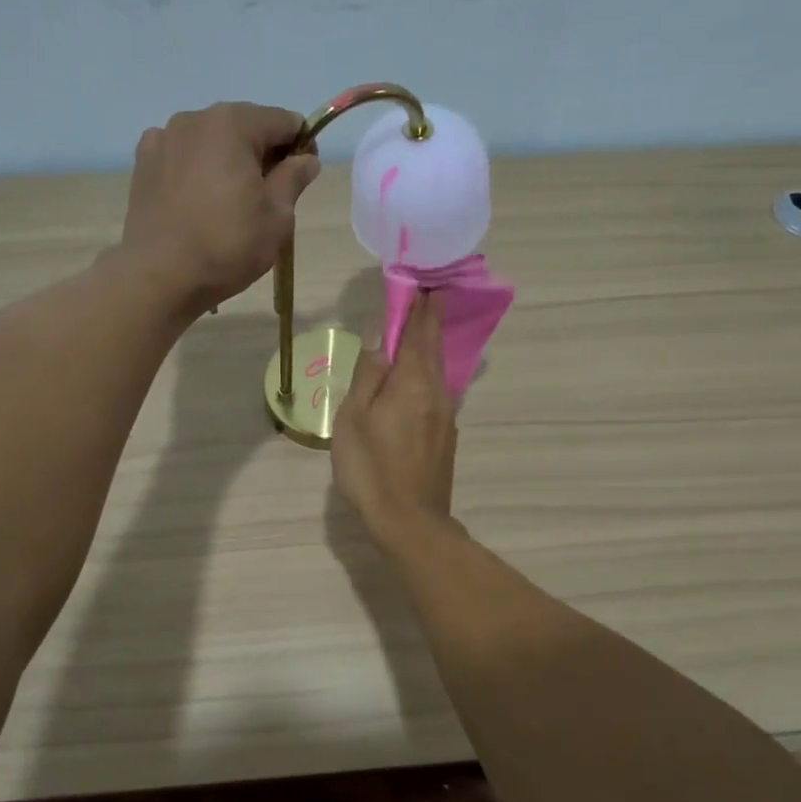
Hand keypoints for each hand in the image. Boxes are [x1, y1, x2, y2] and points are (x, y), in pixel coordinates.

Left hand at [119, 102, 319, 311]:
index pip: (284, 121)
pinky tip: (196, 200)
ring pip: (210, 141)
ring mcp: (163, 138)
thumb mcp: (277, 217)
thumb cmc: (228, 245)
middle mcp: (195, 118)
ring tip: (228, 202)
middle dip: (261, 154)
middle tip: (267, 197)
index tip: (302, 178)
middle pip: (244, 127)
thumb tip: (306, 160)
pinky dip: (194, 170)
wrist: (161, 276)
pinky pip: (180, 157)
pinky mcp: (142, 164)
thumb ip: (293, 179)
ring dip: (226, 161)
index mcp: (233, 124)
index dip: (301, 146)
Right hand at [332, 293, 458, 553]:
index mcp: (413, 380)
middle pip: (434, 346)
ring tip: (419, 327)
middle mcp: (437, 391)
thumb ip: (368, 374)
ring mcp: (446, 414)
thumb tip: (378, 335)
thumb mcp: (355, 418)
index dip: (419, 304)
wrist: (409, 522)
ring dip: (429, 344)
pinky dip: (428, 371)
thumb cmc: (372, 467)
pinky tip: (417, 375)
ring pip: (438, 368)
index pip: (419, 330)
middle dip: (430, 317)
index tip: (421, 280)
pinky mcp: (445, 435)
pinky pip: (437, 390)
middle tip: (426, 291)